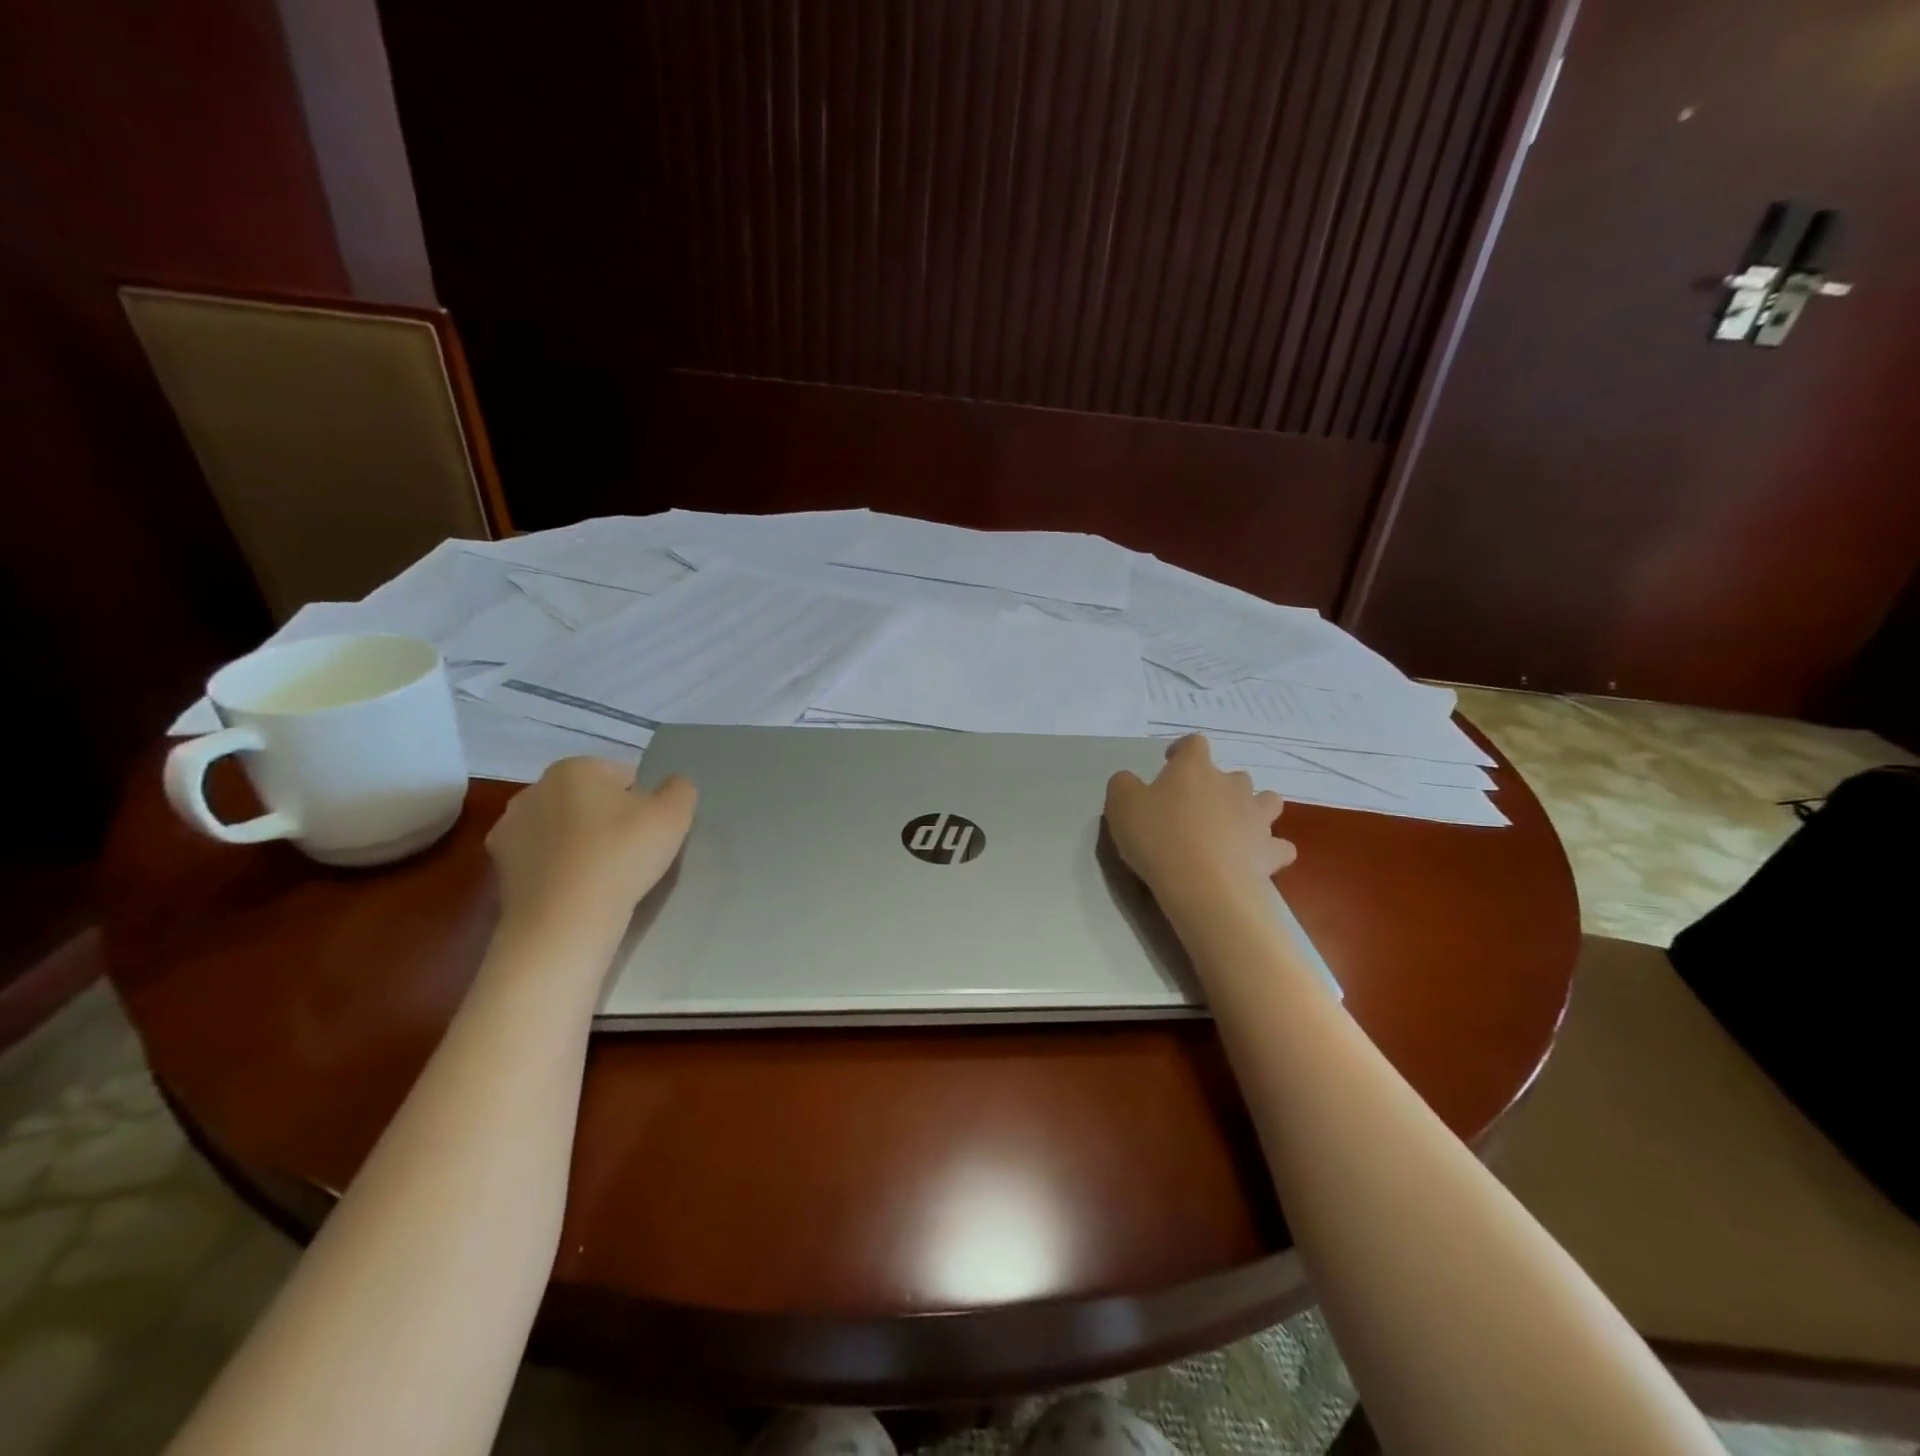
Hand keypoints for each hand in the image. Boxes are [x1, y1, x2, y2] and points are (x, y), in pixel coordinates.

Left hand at [486, 757, 695, 931]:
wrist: (563, 923)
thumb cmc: (621, 857)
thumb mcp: (674, 815)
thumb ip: (679, 789)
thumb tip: (671, 786)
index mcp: (574, 768)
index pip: (624, 777)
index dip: (644, 805)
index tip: (649, 834)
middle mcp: (534, 789)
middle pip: (590, 800)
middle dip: (608, 820)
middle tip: (630, 855)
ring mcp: (509, 828)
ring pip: (563, 829)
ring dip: (581, 843)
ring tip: (603, 877)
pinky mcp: (498, 866)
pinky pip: (543, 858)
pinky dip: (558, 868)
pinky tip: (576, 890)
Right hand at [1105, 735, 1295, 908]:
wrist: (1203, 885)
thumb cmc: (1158, 837)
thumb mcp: (1120, 805)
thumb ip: (1124, 784)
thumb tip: (1131, 781)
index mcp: (1194, 769)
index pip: (1194, 743)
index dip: (1182, 749)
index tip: (1170, 763)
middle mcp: (1231, 785)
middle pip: (1234, 775)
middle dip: (1220, 786)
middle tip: (1198, 808)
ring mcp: (1256, 817)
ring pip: (1267, 801)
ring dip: (1254, 809)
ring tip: (1235, 827)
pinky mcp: (1270, 851)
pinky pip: (1280, 846)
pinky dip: (1270, 849)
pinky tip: (1256, 858)